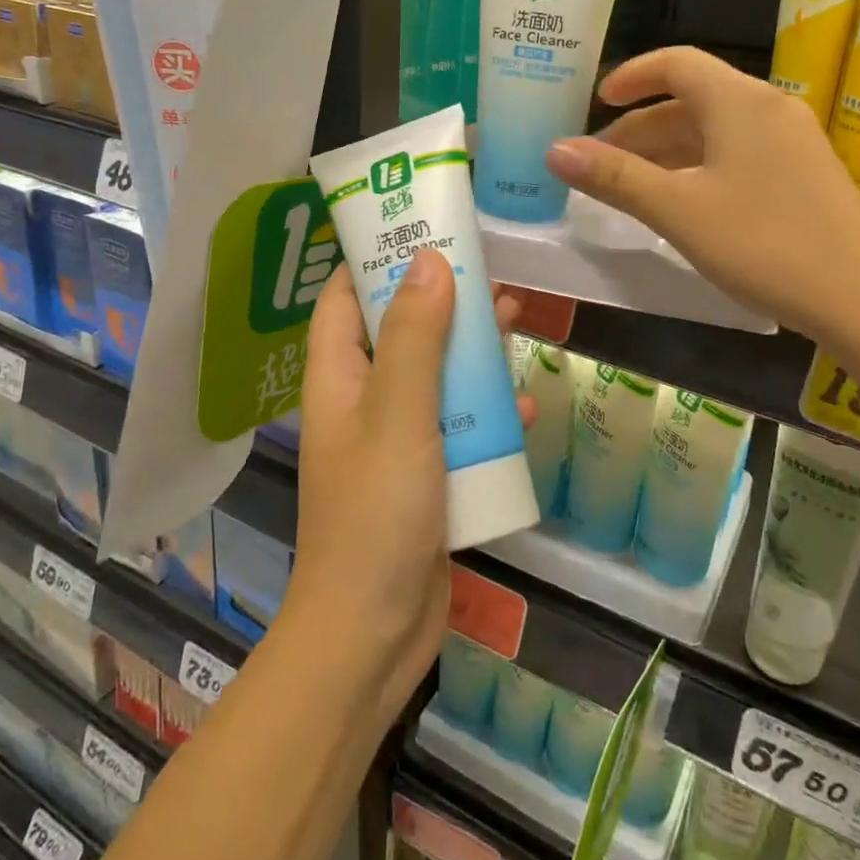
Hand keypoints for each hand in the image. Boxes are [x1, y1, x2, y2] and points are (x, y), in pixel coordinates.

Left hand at [290, 252, 531, 729]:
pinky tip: (521, 405)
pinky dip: (485, 410)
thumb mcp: (399, 414)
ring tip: (514, 319)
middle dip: (439, 298)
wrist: (374, 632)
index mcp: (339, 377)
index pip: (344, 297)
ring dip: (470, 349)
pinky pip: (457, 424)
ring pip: (435, 374)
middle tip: (485, 270)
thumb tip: (429, 261)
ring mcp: (396, 439)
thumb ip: (415, 338)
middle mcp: (363, 400)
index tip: (419, 226)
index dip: (373, 258)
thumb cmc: (377, 513)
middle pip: (399, 329)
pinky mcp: (427, 473)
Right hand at [544, 47, 859, 342]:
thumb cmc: (765, 244)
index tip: (596, 102)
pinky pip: (737, 154)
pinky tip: (682, 204)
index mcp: (739, 102)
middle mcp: (768, 109)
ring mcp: (792, 142)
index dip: (631, 76)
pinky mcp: (804, 174)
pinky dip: (698, 167)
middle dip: (639, 127)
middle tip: (599, 162)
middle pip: (692, 100)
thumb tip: (555, 150)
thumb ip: (616, 178)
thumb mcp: (679, 211)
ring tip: (629, 186)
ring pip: (714, 131)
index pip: (676, 64)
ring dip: (667, 151)